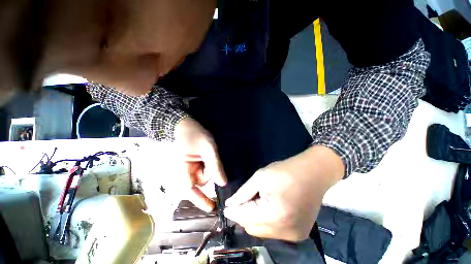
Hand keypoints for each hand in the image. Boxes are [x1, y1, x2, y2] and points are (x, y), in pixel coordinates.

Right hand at [173, 117, 226, 211]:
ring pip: (204, 175)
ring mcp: (189, 167)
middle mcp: (184, 172)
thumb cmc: (193, 133)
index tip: (212, 208)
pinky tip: (210, 155)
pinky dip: (210, 164)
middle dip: (211, 173)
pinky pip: (204, 168)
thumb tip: (223, 183)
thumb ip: (214, 165)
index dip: (201, 200)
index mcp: (182, 169)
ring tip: (210, 152)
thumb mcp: (207, 147)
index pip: (190, 190)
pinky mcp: (193, 163)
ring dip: (211, 167)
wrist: (184, 123)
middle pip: (201, 181)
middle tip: (211, 156)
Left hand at [224, 146, 343, 241]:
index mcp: (275, 216)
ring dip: (255, 218)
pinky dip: (267, 221)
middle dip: (244, 215)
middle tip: (244, 200)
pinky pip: (274, 231)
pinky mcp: (300, 233)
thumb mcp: (260, 177)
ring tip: (258, 201)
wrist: (313, 172)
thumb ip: (243, 193)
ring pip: (263, 231)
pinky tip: (269, 207)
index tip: (225, 208)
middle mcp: (285, 232)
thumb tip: (230, 205)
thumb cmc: (285, 171)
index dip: (233, 212)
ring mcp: (294, 235)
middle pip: (253, 228)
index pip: (245, 218)